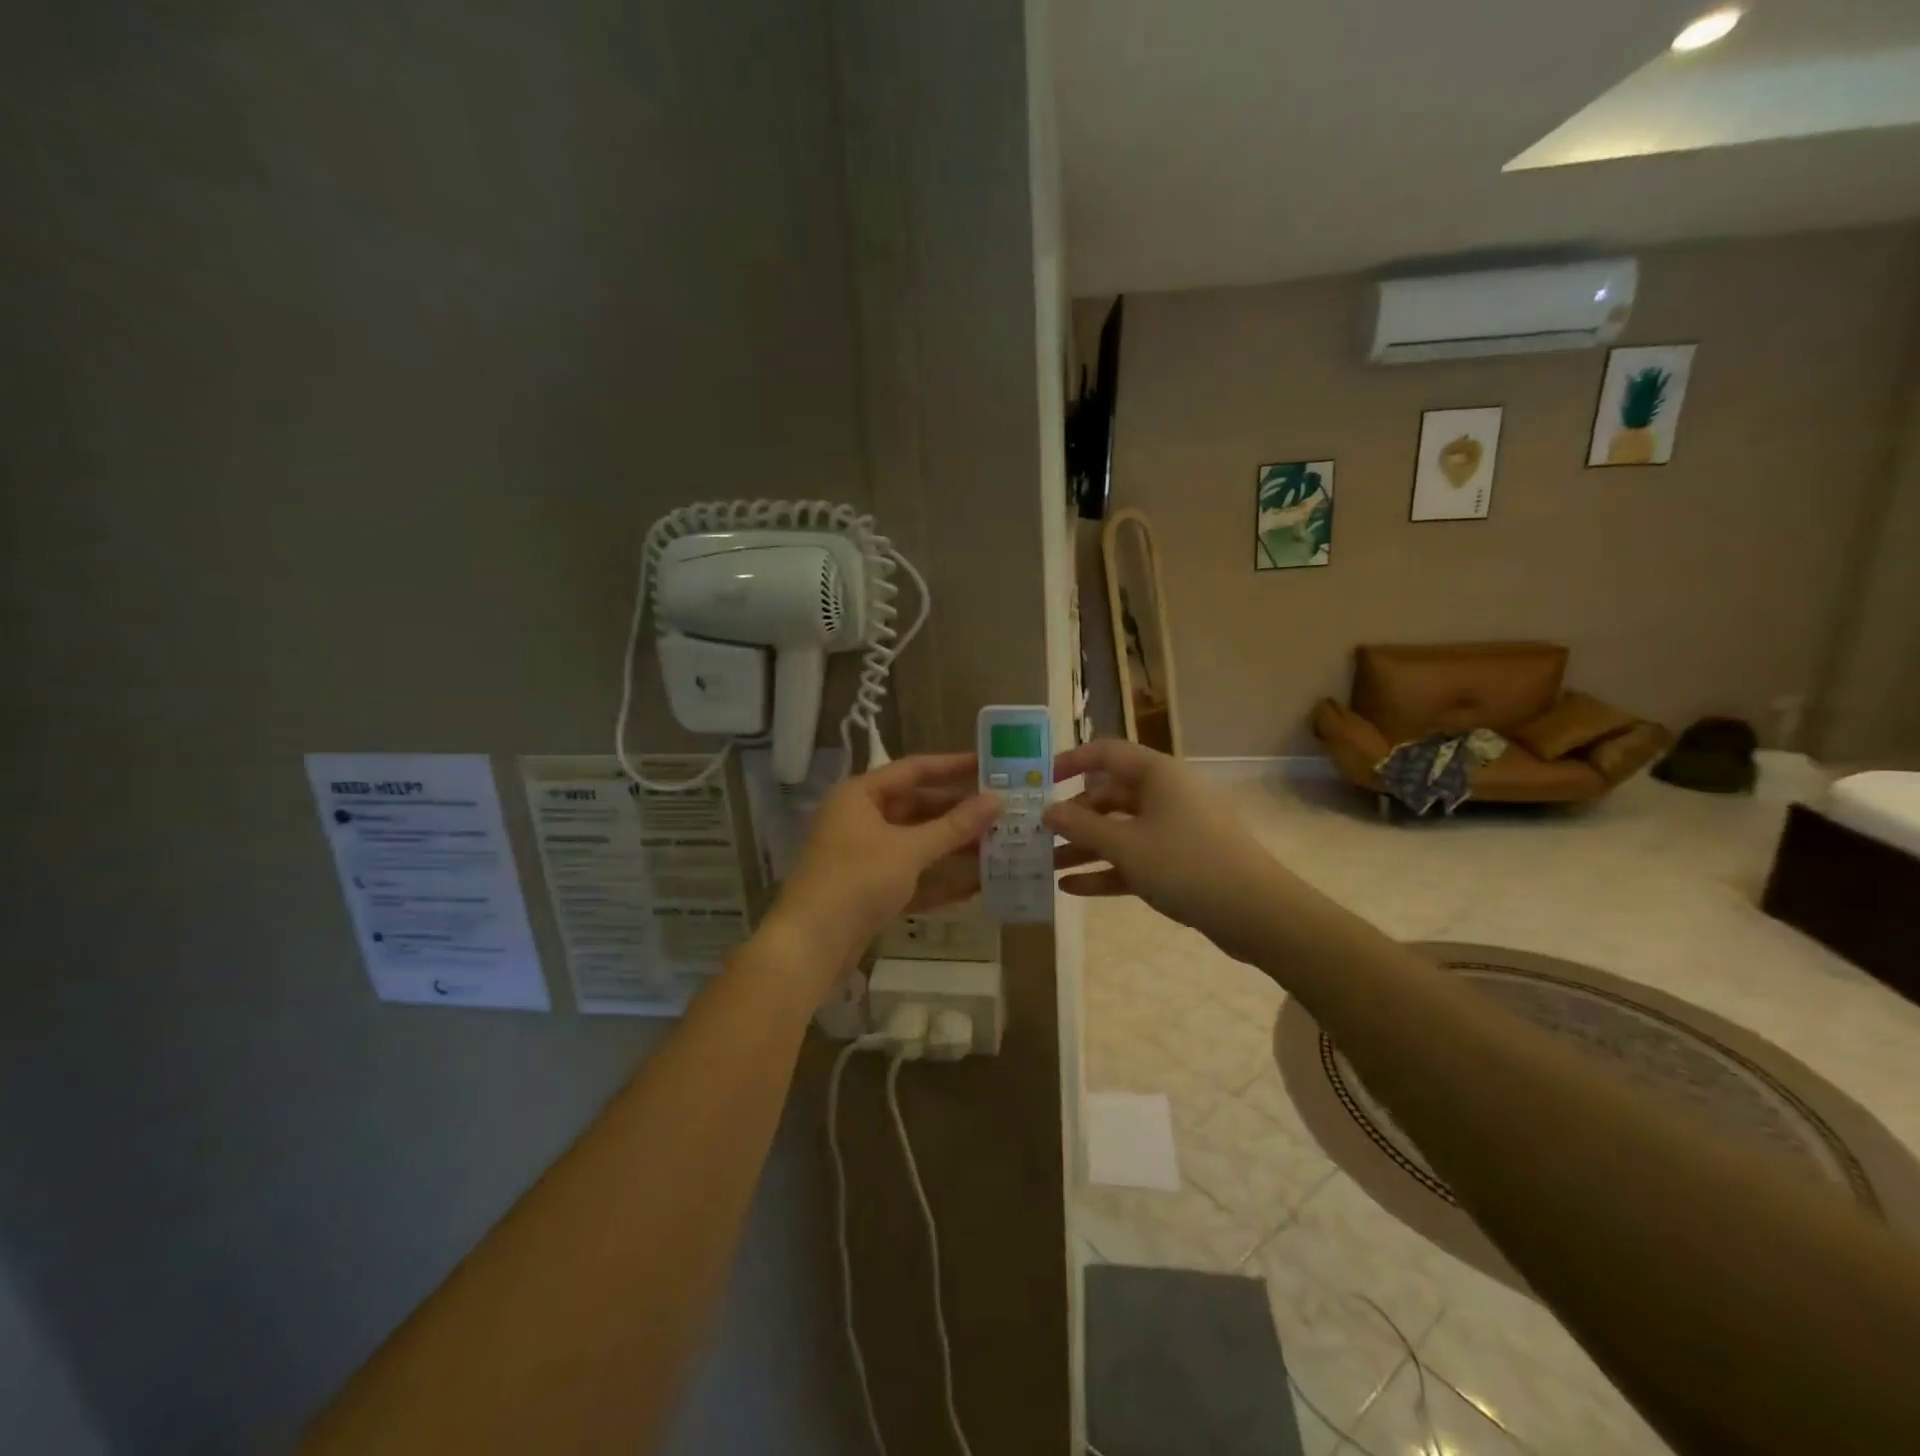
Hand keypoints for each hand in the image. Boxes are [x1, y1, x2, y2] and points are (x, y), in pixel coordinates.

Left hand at [767, 752, 1001, 979]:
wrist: (810, 947)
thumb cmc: (857, 881)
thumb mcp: (909, 850)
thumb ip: (955, 826)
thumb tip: (998, 799)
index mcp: (861, 795)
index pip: (914, 770)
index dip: (953, 766)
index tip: (990, 764)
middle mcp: (860, 819)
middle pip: (917, 807)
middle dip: (958, 812)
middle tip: (1002, 811)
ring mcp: (864, 857)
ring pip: (916, 843)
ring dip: (953, 847)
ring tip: (999, 845)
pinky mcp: (869, 890)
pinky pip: (911, 876)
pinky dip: (939, 879)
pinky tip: (977, 885)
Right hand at [1045, 739, 1285, 962]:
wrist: (1256, 912)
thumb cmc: (1185, 864)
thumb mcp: (1125, 845)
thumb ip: (1081, 826)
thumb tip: (1047, 810)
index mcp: (1156, 774)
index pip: (1106, 753)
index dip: (1071, 762)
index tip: (1041, 781)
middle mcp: (1165, 794)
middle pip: (1109, 796)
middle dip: (1073, 816)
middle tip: (1039, 835)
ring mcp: (1174, 829)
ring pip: (1120, 831)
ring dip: (1084, 847)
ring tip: (1046, 867)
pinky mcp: (1180, 862)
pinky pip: (1134, 858)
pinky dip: (1106, 869)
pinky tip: (1071, 888)